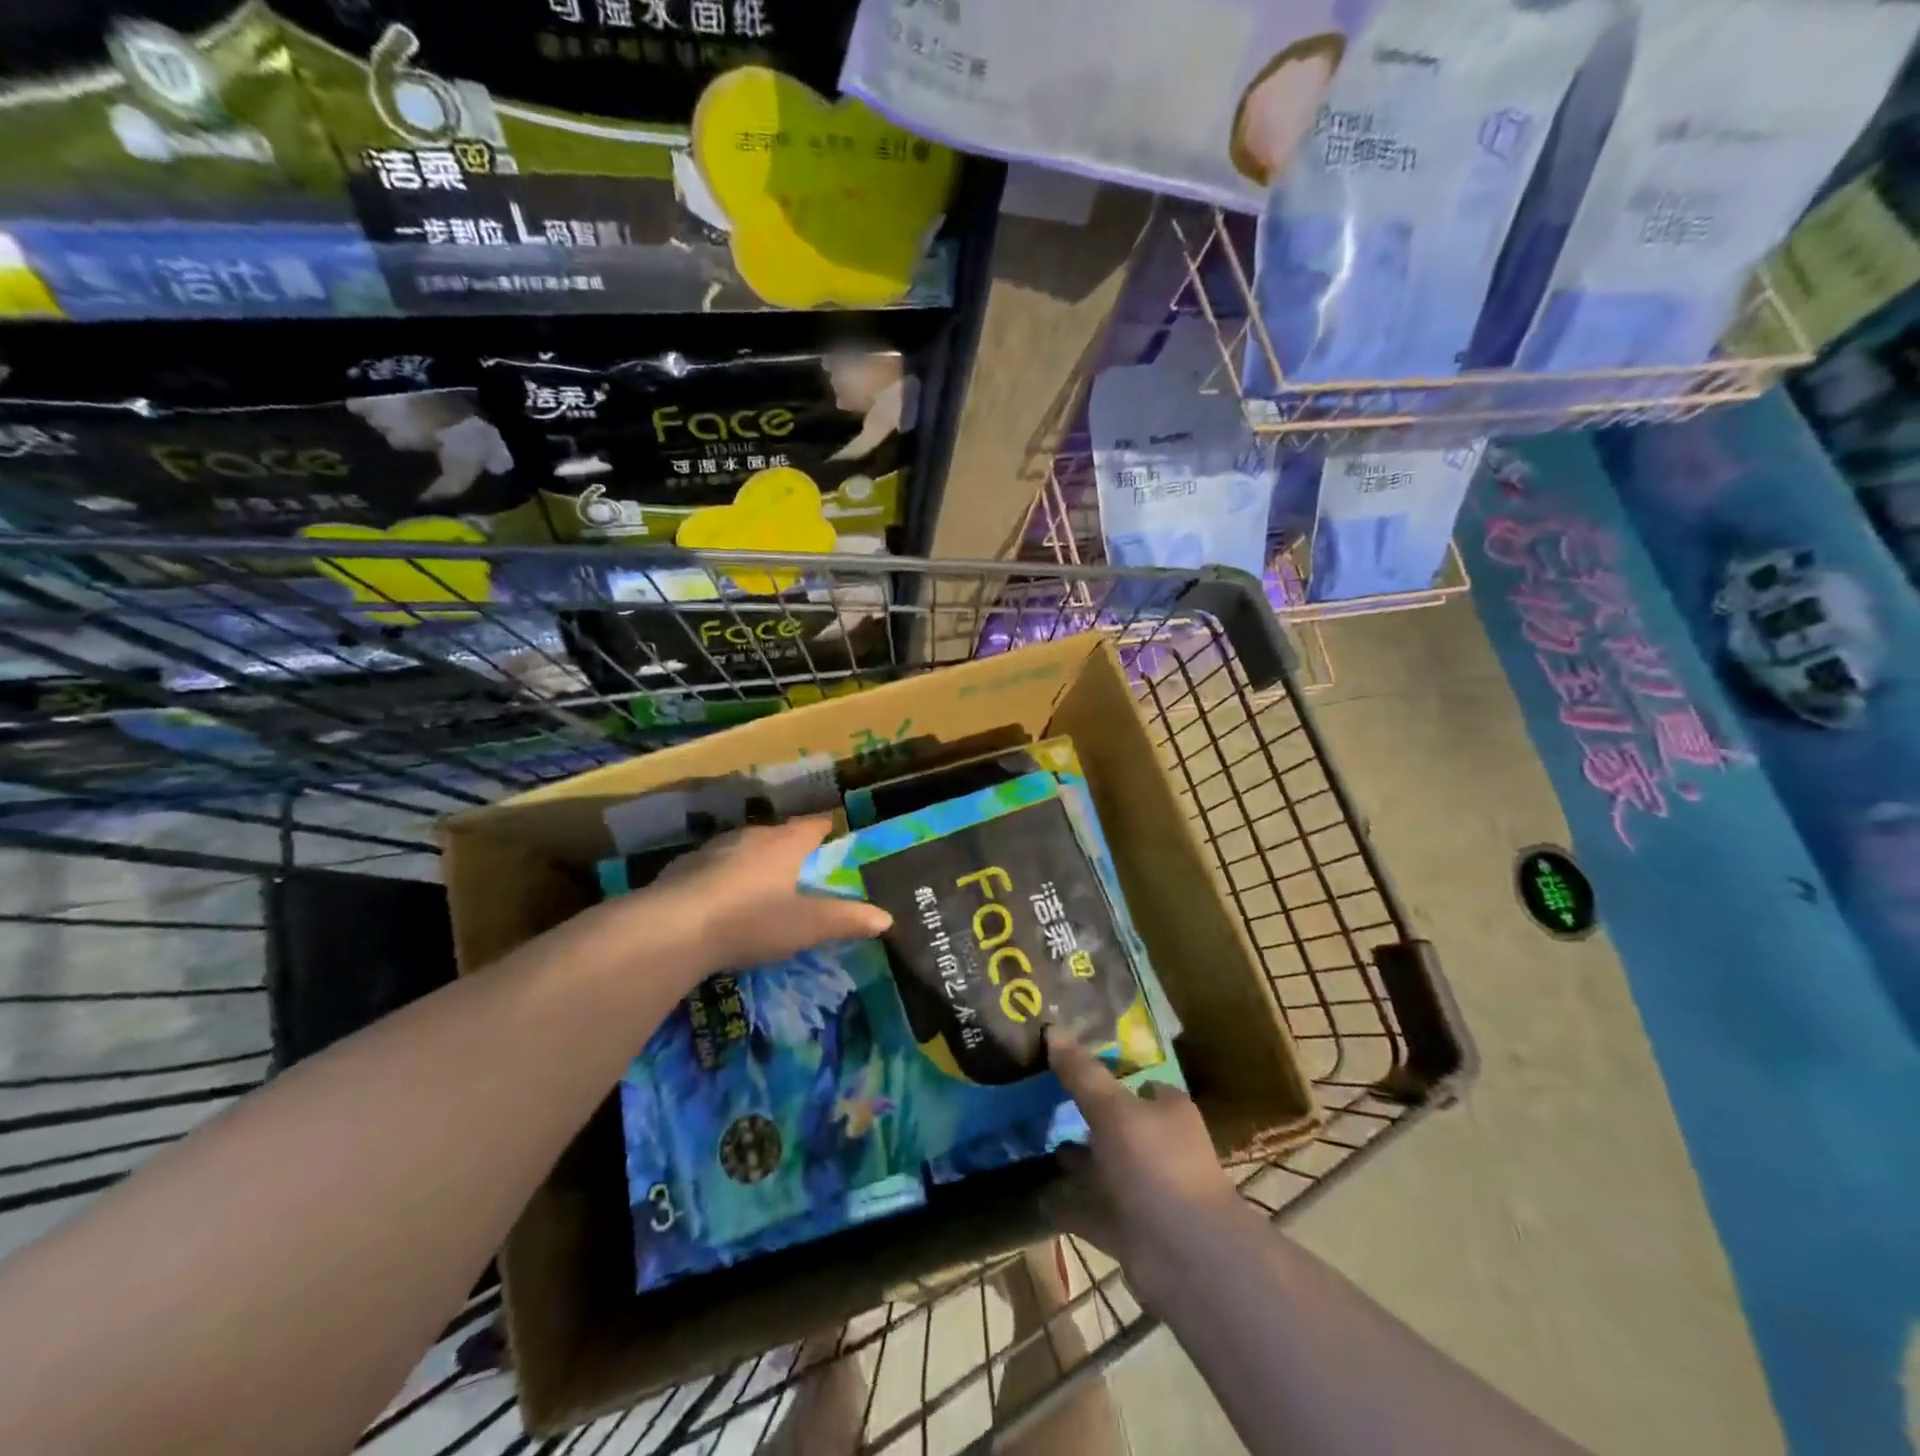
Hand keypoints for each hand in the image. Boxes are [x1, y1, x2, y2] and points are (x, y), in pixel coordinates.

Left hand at [650, 817, 891, 974]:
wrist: (672, 929)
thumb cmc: (751, 920)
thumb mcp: (807, 926)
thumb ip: (846, 920)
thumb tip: (887, 918)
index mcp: (784, 844)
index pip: (812, 826)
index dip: (826, 828)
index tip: (834, 831)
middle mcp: (750, 837)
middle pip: (776, 835)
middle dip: (789, 845)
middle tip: (801, 864)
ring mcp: (712, 850)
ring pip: (742, 848)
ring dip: (754, 860)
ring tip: (762, 880)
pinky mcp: (682, 869)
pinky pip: (712, 867)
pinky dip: (722, 877)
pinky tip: (721, 899)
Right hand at [1045, 1031, 1253, 1309]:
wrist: (1187, 1256)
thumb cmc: (1155, 1165)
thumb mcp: (1112, 1109)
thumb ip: (1082, 1074)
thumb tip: (1053, 1029)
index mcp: (1168, 1112)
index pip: (1142, 1084)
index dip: (1112, 1075)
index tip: (1072, 1067)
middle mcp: (1161, 1148)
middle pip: (1120, 1126)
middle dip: (1088, 1119)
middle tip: (1044, 1104)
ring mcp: (1147, 1192)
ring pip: (1106, 1169)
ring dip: (1078, 1162)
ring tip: (1038, 1147)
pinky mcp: (1132, 1231)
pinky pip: (1093, 1211)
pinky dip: (1070, 1206)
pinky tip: (1038, 1198)